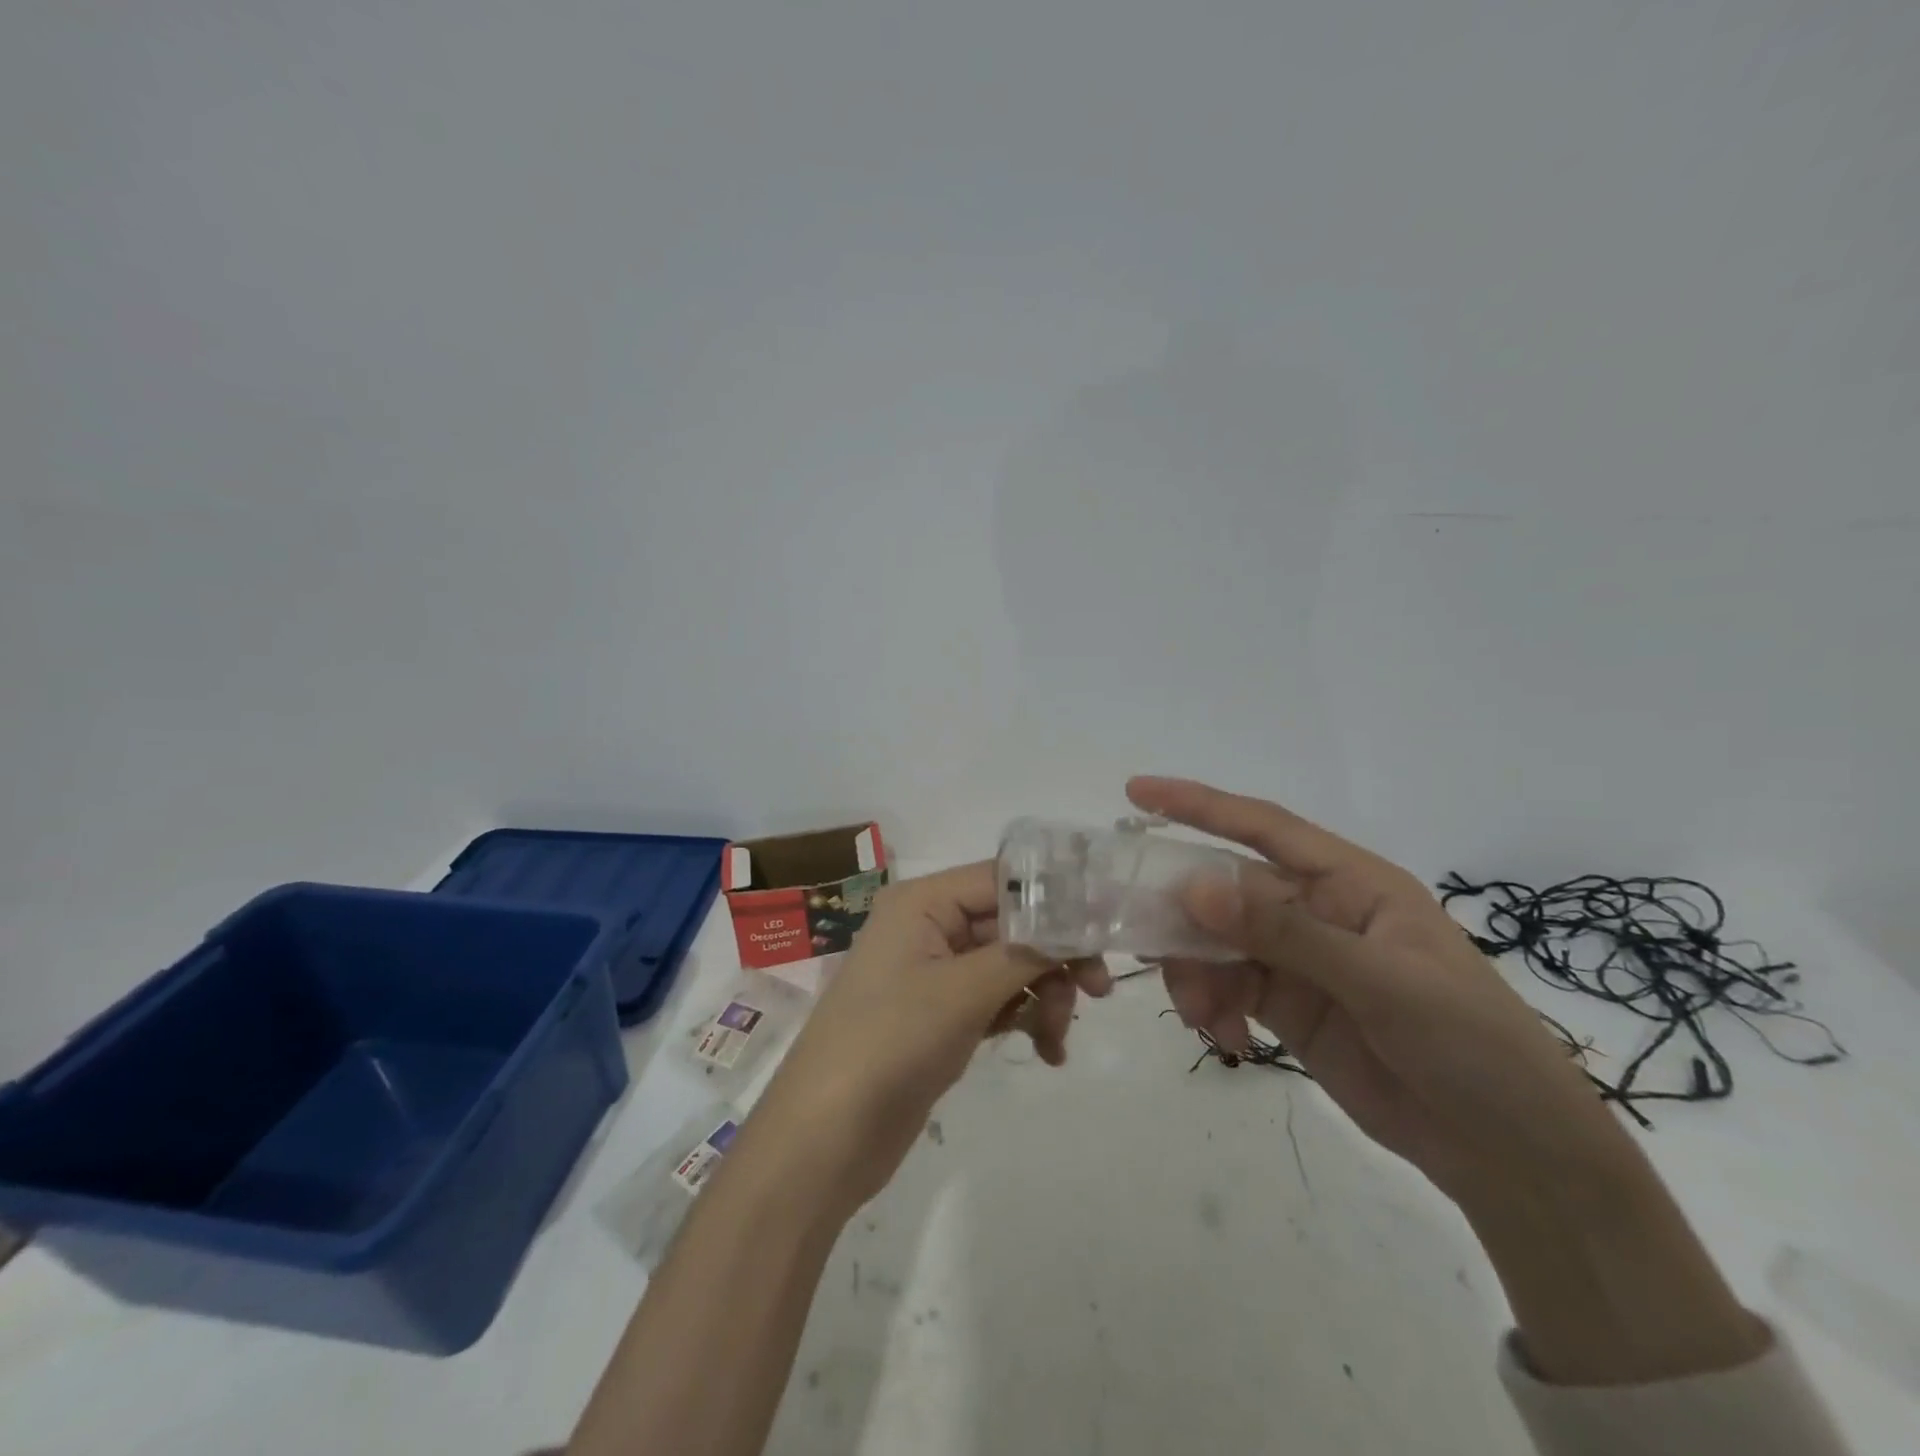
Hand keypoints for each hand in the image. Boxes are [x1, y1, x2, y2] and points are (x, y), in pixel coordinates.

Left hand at [750, 861, 1111, 1212]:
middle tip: (1097, 992)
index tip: (1107, 928)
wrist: (825, 1139)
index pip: (1004, 879)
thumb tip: (1081, 920)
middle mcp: (928, 926)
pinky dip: (1024, 1018)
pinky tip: (1046, 1051)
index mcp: (923, 902)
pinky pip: (996, 999)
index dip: (1057, 898)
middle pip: (1012, 923)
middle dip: (1055, 957)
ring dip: (1043, 994)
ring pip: (1010, 964)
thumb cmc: (889, 1045)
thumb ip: (1027, 951)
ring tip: (1056, 1038)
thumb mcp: (963, 992)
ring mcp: (934, 973)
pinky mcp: (940, 1014)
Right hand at [1128, 776, 1628, 1202]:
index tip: (1137, 793)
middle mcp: (1318, 911)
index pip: (1264, 827)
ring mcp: (1299, 960)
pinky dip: (1211, 1006)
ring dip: (1194, 970)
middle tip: (1144, 940)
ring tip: (1202, 1015)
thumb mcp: (1383, 983)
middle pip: (1226, 890)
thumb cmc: (1472, 1047)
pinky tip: (1226, 1039)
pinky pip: (1226, 987)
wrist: (1513, 1156)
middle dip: (1183, 912)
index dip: (1199, 805)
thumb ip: (1284, 933)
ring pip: (1217, 942)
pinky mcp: (1288, 1006)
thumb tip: (1194, 887)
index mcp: (1351, 882)